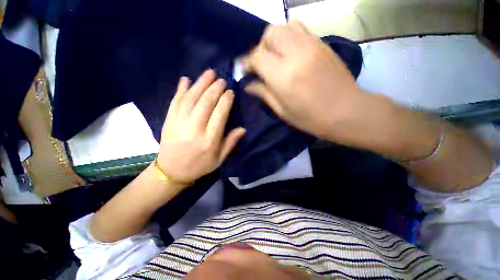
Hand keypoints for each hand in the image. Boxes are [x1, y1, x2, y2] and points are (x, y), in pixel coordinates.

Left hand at [157, 70, 245, 183]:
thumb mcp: (219, 159)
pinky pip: (175, 102)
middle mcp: (195, 129)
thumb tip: (242, 129)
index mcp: (209, 140)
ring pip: (191, 99)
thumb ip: (231, 143)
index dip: (226, 101)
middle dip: (214, 88)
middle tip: (221, 79)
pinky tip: (185, 79)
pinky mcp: (168, 121)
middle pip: (205, 103)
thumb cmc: (200, 165)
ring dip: (200, 84)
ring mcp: (179, 123)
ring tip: (208, 73)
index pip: (219, 114)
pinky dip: (180, 89)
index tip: (230, 91)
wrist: (172, 172)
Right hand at [243, 21, 362, 138]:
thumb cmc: (311, 118)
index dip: (247, 62)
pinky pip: (301, 29)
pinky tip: (291, 52)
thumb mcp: (282, 111)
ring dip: (275, 39)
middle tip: (262, 63)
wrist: (347, 112)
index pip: (256, 56)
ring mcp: (311, 45)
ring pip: (285, 26)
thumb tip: (249, 85)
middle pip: (270, 34)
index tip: (245, 70)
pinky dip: (290, 36)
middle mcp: (295, 54)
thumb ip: (264, 94)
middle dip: (260, 47)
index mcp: (283, 76)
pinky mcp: (323, 44)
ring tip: (276, 56)